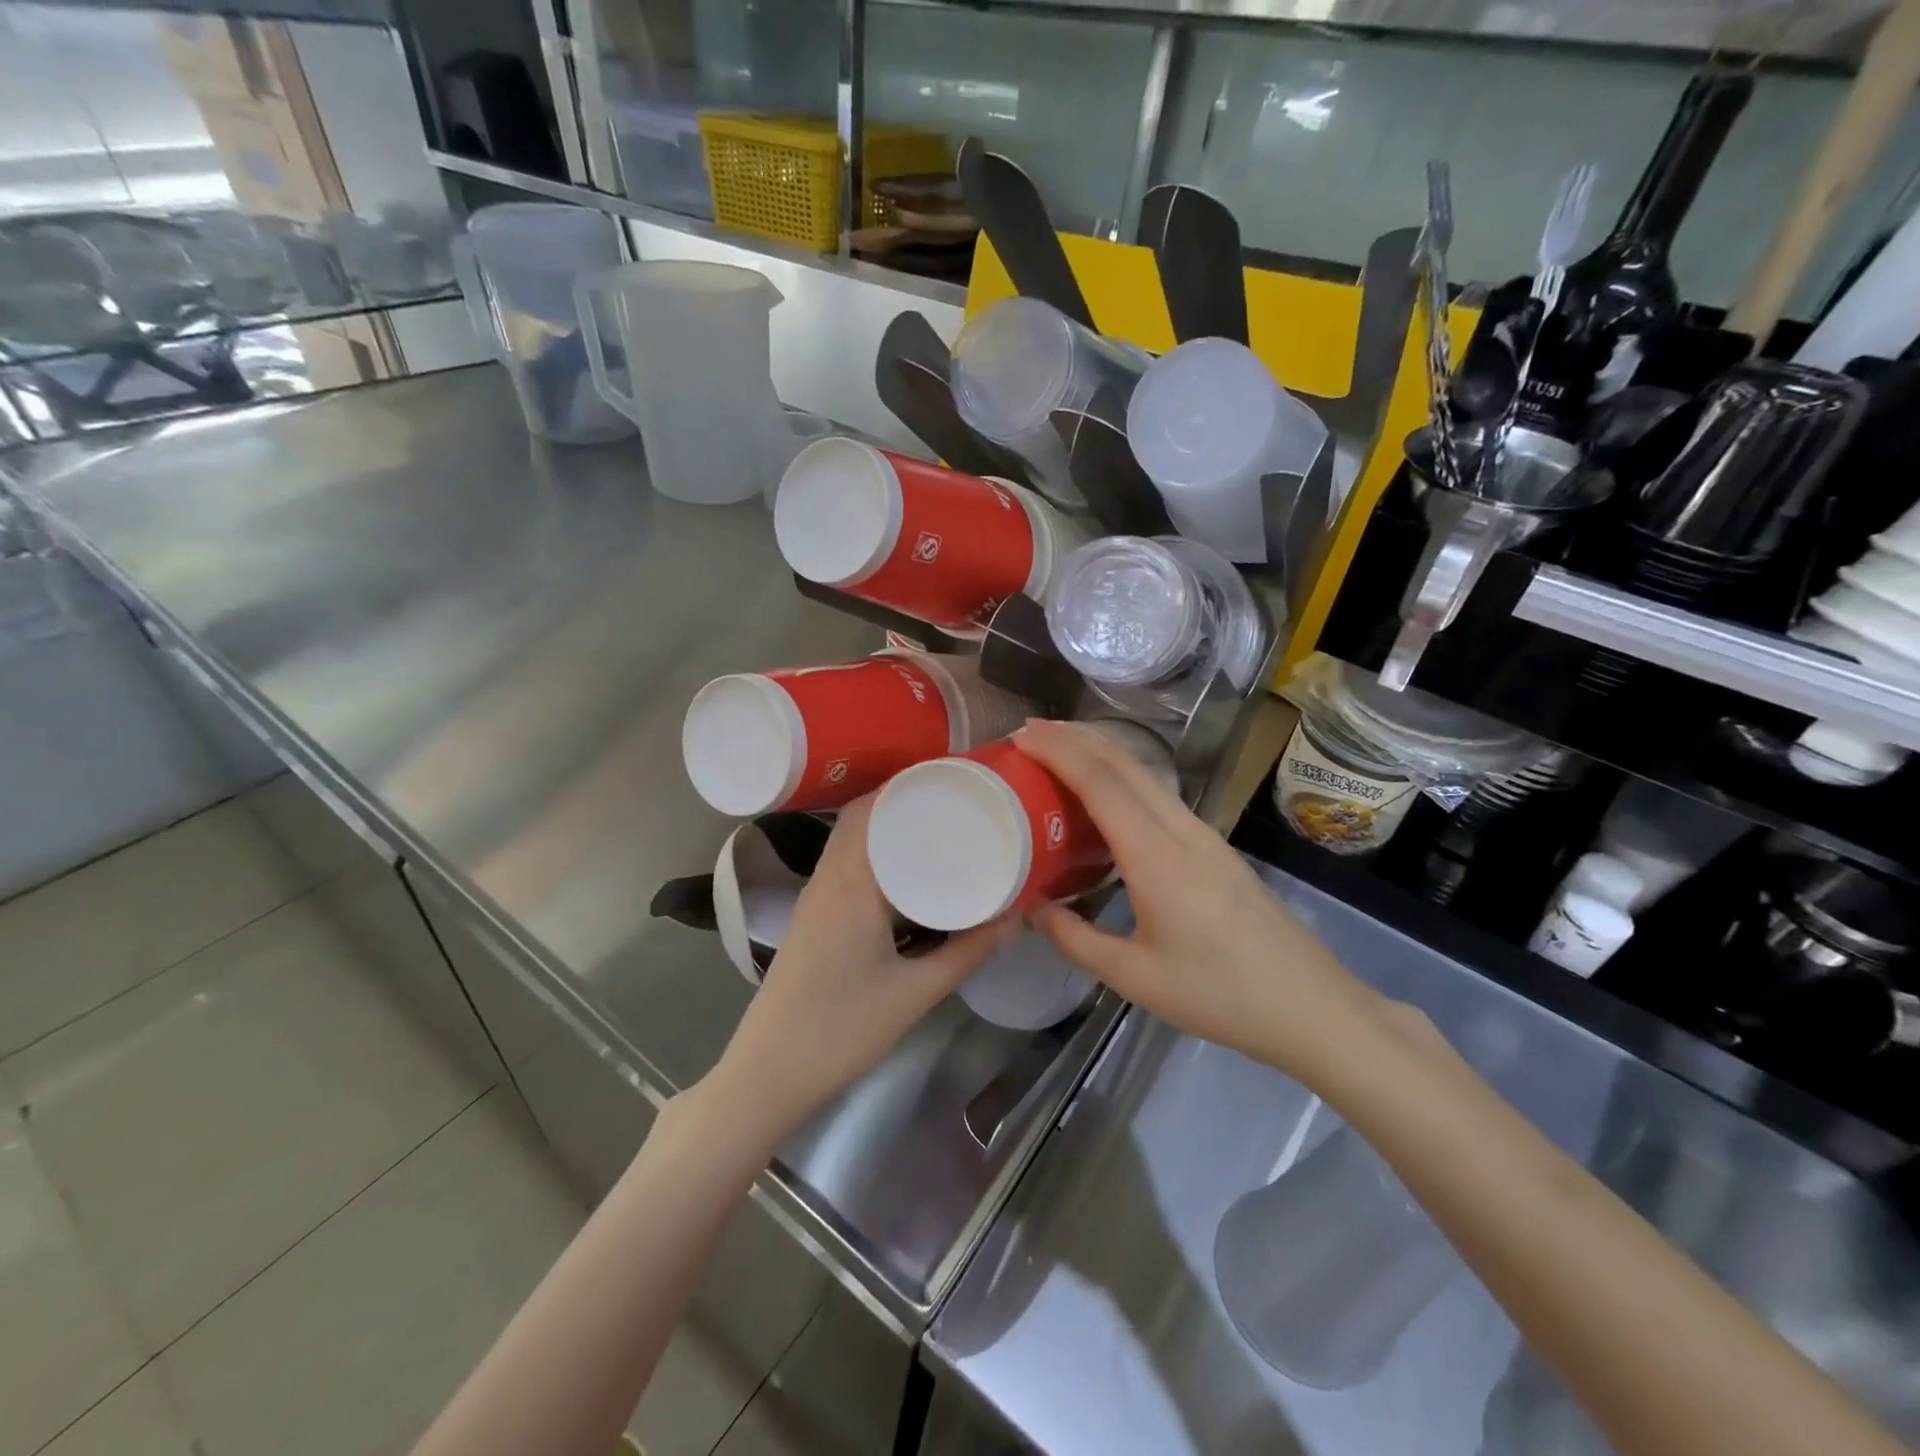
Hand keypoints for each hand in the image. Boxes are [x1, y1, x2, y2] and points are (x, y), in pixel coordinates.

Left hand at [706, 795, 1014, 1148]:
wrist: (768, 1073)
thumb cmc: (841, 1029)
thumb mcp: (914, 993)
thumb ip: (966, 953)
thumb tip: (1014, 919)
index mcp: (850, 884)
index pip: (874, 809)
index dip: (910, 785)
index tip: (953, 778)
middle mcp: (827, 879)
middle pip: (859, 817)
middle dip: (902, 800)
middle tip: (953, 800)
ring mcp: (813, 898)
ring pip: (848, 841)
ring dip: (884, 827)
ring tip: (935, 828)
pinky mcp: (810, 918)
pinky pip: (843, 866)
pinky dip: (871, 853)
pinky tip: (903, 874)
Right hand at [1016, 719, 1379, 1083]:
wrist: (1310, 1005)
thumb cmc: (1219, 995)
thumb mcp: (1135, 978)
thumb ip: (1075, 938)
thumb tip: (1031, 906)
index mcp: (1157, 857)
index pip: (1101, 783)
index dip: (1059, 751)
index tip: (1021, 735)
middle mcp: (1181, 830)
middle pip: (1124, 763)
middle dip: (1075, 738)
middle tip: (1029, 731)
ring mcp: (1203, 833)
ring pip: (1145, 774)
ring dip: (1100, 752)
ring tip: (1057, 749)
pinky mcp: (1213, 845)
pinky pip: (1158, 794)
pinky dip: (1121, 776)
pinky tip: (1104, 793)